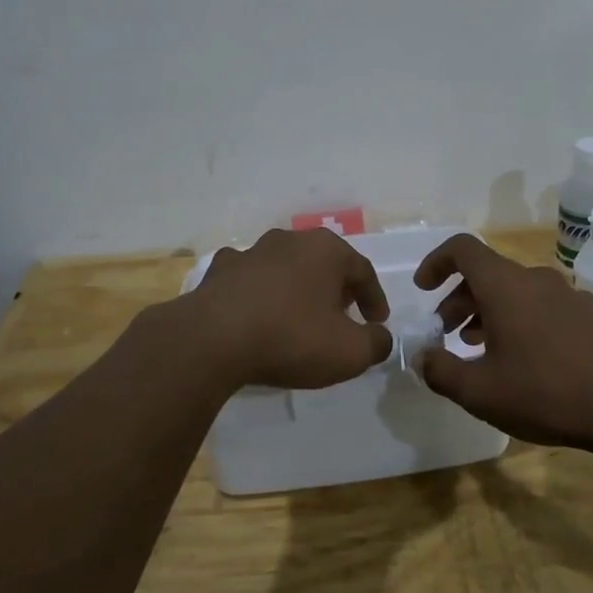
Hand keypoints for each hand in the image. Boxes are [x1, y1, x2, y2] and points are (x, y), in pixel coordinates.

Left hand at [188, 228, 392, 388]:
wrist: (213, 339)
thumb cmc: (291, 338)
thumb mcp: (349, 352)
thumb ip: (376, 343)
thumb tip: (379, 337)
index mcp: (326, 250)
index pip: (363, 270)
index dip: (374, 299)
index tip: (377, 323)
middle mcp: (289, 240)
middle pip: (324, 263)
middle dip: (337, 289)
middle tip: (343, 317)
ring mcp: (251, 252)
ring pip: (286, 268)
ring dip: (298, 289)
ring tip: (300, 318)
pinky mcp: (220, 271)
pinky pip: (251, 280)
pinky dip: (261, 294)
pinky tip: (258, 315)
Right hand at [414, 234, 592, 449]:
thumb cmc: (545, 393)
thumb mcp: (479, 391)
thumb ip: (440, 371)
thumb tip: (422, 357)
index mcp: (504, 285)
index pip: (462, 249)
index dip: (436, 262)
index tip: (423, 289)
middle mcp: (534, 279)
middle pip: (486, 273)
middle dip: (458, 298)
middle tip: (445, 332)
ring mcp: (565, 295)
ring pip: (514, 291)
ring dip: (487, 311)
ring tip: (475, 347)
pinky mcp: (587, 315)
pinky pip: (540, 306)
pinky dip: (518, 320)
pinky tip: (519, 358)